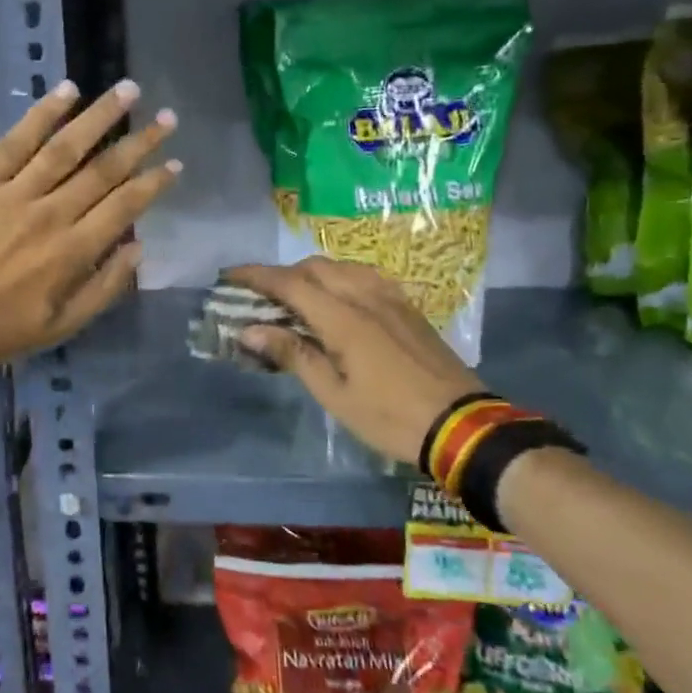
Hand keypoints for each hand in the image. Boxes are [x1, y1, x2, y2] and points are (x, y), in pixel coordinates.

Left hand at [0, 80, 178, 365]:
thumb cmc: (0, 329)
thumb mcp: (61, 326)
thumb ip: (105, 288)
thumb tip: (138, 249)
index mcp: (74, 251)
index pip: (125, 206)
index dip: (154, 182)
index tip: (175, 163)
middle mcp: (52, 213)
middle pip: (104, 169)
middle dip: (140, 142)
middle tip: (167, 117)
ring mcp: (16, 193)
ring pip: (66, 146)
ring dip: (100, 116)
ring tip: (128, 90)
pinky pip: (16, 142)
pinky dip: (42, 114)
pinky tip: (66, 91)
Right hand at [225, 258, 483, 464]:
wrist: (462, 425)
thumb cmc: (390, 417)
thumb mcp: (335, 394)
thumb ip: (293, 355)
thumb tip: (249, 330)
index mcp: (344, 318)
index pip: (290, 283)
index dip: (256, 276)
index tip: (229, 275)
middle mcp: (366, 296)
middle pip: (315, 268)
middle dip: (281, 274)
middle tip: (258, 295)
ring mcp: (390, 298)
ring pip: (341, 267)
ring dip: (310, 273)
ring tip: (294, 296)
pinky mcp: (406, 307)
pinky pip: (364, 276)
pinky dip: (338, 277)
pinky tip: (336, 297)